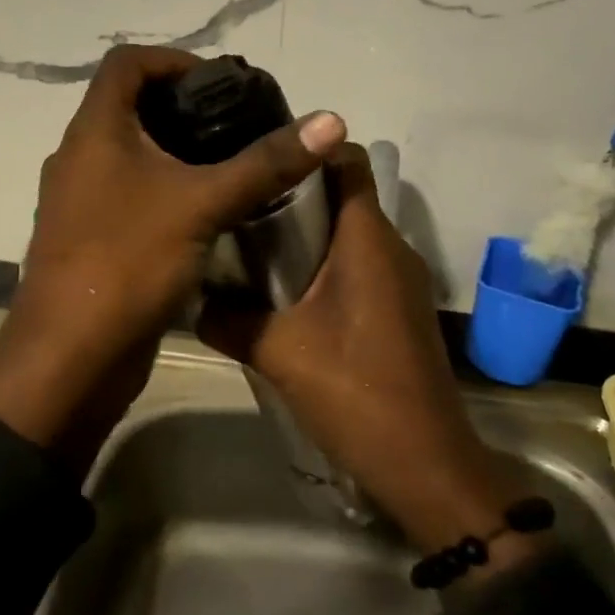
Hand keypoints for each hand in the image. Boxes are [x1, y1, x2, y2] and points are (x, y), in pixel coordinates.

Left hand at [0, 45, 346, 468]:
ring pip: (132, 156)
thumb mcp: (202, 205)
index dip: (175, 59)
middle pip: (131, 108)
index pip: (127, 63)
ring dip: (177, 153)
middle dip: (185, 109)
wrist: (71, 359)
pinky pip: (131, 196)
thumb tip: (331, 121)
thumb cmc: (127, 263)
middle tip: (240, 125)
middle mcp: (79, 157)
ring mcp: (81, 201)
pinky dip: (166, 192)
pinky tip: (208, 213)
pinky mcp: (91, 239)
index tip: (222, 83)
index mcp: (94, 131)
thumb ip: (265, 162)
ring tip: (233, 166)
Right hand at [200, 143, 535, 560]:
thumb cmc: (357, 392)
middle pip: (340, 194)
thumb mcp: (279, 352)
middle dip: (290, 194)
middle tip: (235, 203)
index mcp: (367, 239)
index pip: (347, 159)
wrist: (425, 465)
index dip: (306, 148)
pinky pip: (355, 266)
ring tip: (247, 246)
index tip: (258, 156)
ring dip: (303, 235)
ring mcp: (399, 280)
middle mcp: (390, 247)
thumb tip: (189, 297)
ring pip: (346, 233)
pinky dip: (320, 266)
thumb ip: (228, 319)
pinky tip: (280, 295)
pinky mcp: (397, 309)